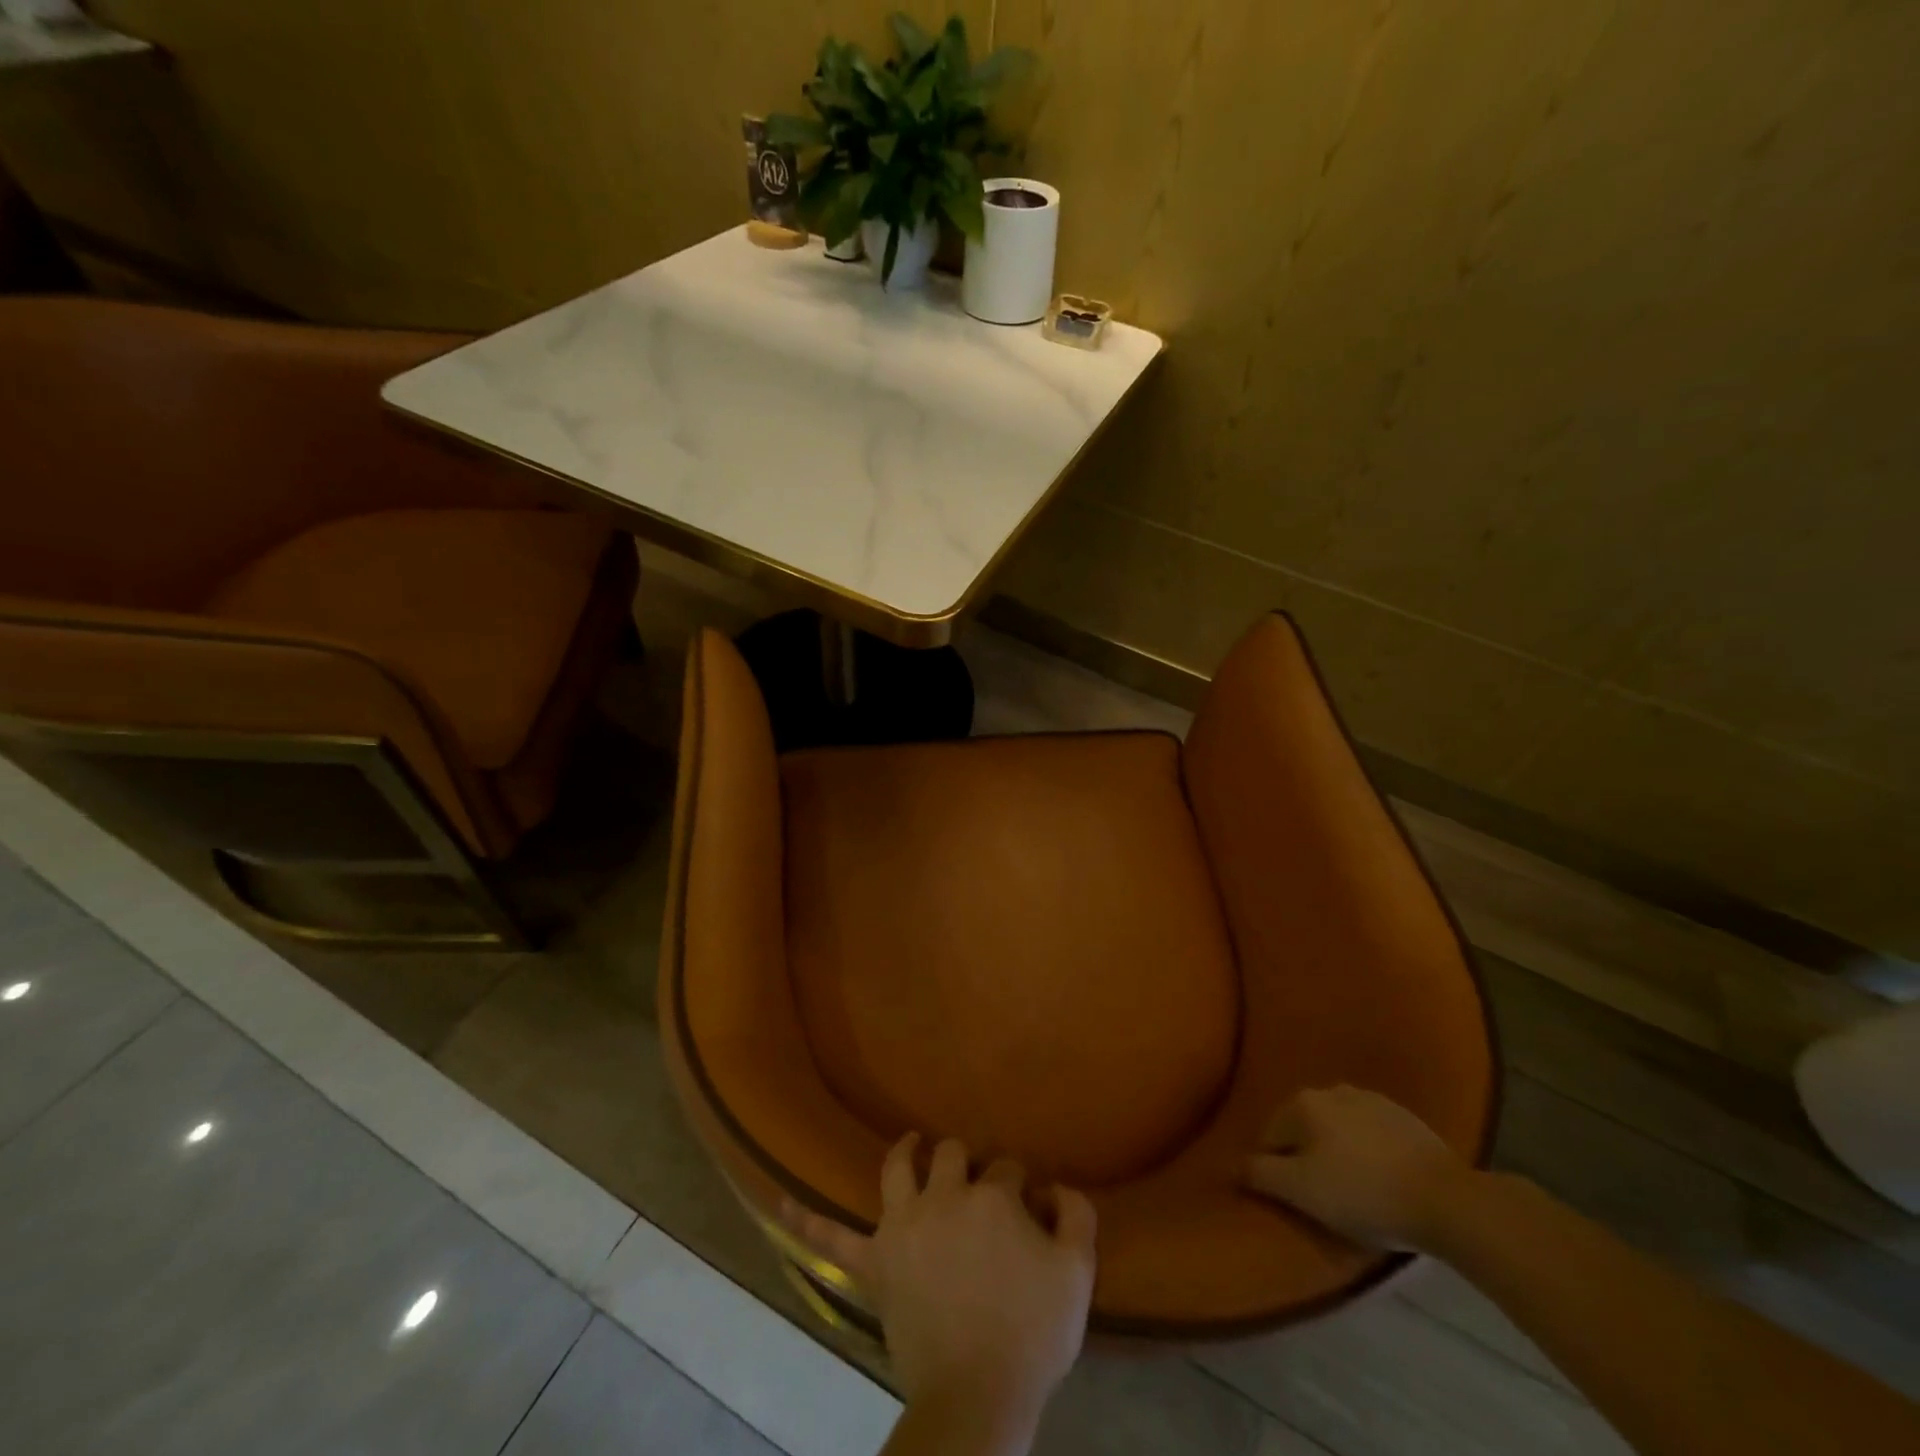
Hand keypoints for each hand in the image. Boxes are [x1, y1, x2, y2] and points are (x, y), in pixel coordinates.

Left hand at [784, 1134, 1096, 1436]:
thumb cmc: (1030, 1334)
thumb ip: (1076, 1217)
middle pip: (953, 1156)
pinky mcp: (875, 1264)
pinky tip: (778, 1202)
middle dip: (968, 1162)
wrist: (978, 1396)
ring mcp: (903, 1226)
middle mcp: (944, 1197)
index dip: (1018, 1184)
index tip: (1027, 1204)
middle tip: (977, 1183)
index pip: (1007, 1169)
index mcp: (991, 1197)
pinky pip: (833, 1239)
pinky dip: (806, 1221)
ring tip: (912, 1145)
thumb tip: (1056, 1186)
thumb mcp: (1077, 1275)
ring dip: (905, 1152)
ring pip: (898, 1170)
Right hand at [1244, 1084, 1472, 1250]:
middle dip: (1307, 1157)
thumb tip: (1232, 1165)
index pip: (1270, 1138)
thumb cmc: (1363, 1194)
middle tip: (1325, 1197)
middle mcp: (1331, 1090)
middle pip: (1304, 1129)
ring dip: (1338, 1152)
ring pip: (1338, 1129)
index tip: (1295, 1200)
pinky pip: (1371, 1134)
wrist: (1447, 1200)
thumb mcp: (1301, 1191)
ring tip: (1355, 1190)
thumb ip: (1260, 1173)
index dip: (1277, 1171)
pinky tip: (1383, 1180)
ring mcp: (1371, 1099)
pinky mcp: (1406, 1118)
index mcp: (1301, 1103)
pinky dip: (1368, 1152)